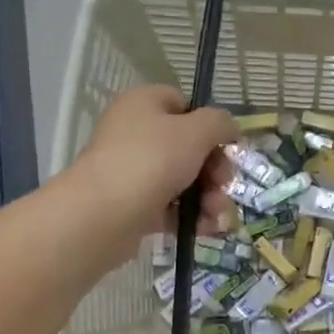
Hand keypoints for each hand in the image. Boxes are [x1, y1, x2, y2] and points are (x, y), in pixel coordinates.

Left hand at [69, 86, 239, 261]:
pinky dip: (193, 217)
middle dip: (215, 170)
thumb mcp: (195, 132)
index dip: (208, 124)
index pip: (182, 104)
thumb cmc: (151, 160)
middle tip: (224, 185)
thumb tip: (229, 128)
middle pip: (189, 148)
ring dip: (210, 198)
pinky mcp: (135, 207)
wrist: (104, 214)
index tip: (226, 146)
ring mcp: (134, 173)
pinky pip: (172, 208)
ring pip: (184, 181)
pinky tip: (209, 229)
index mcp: (144, 105)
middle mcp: (136, 135)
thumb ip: (219, 123)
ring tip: (219, 216)